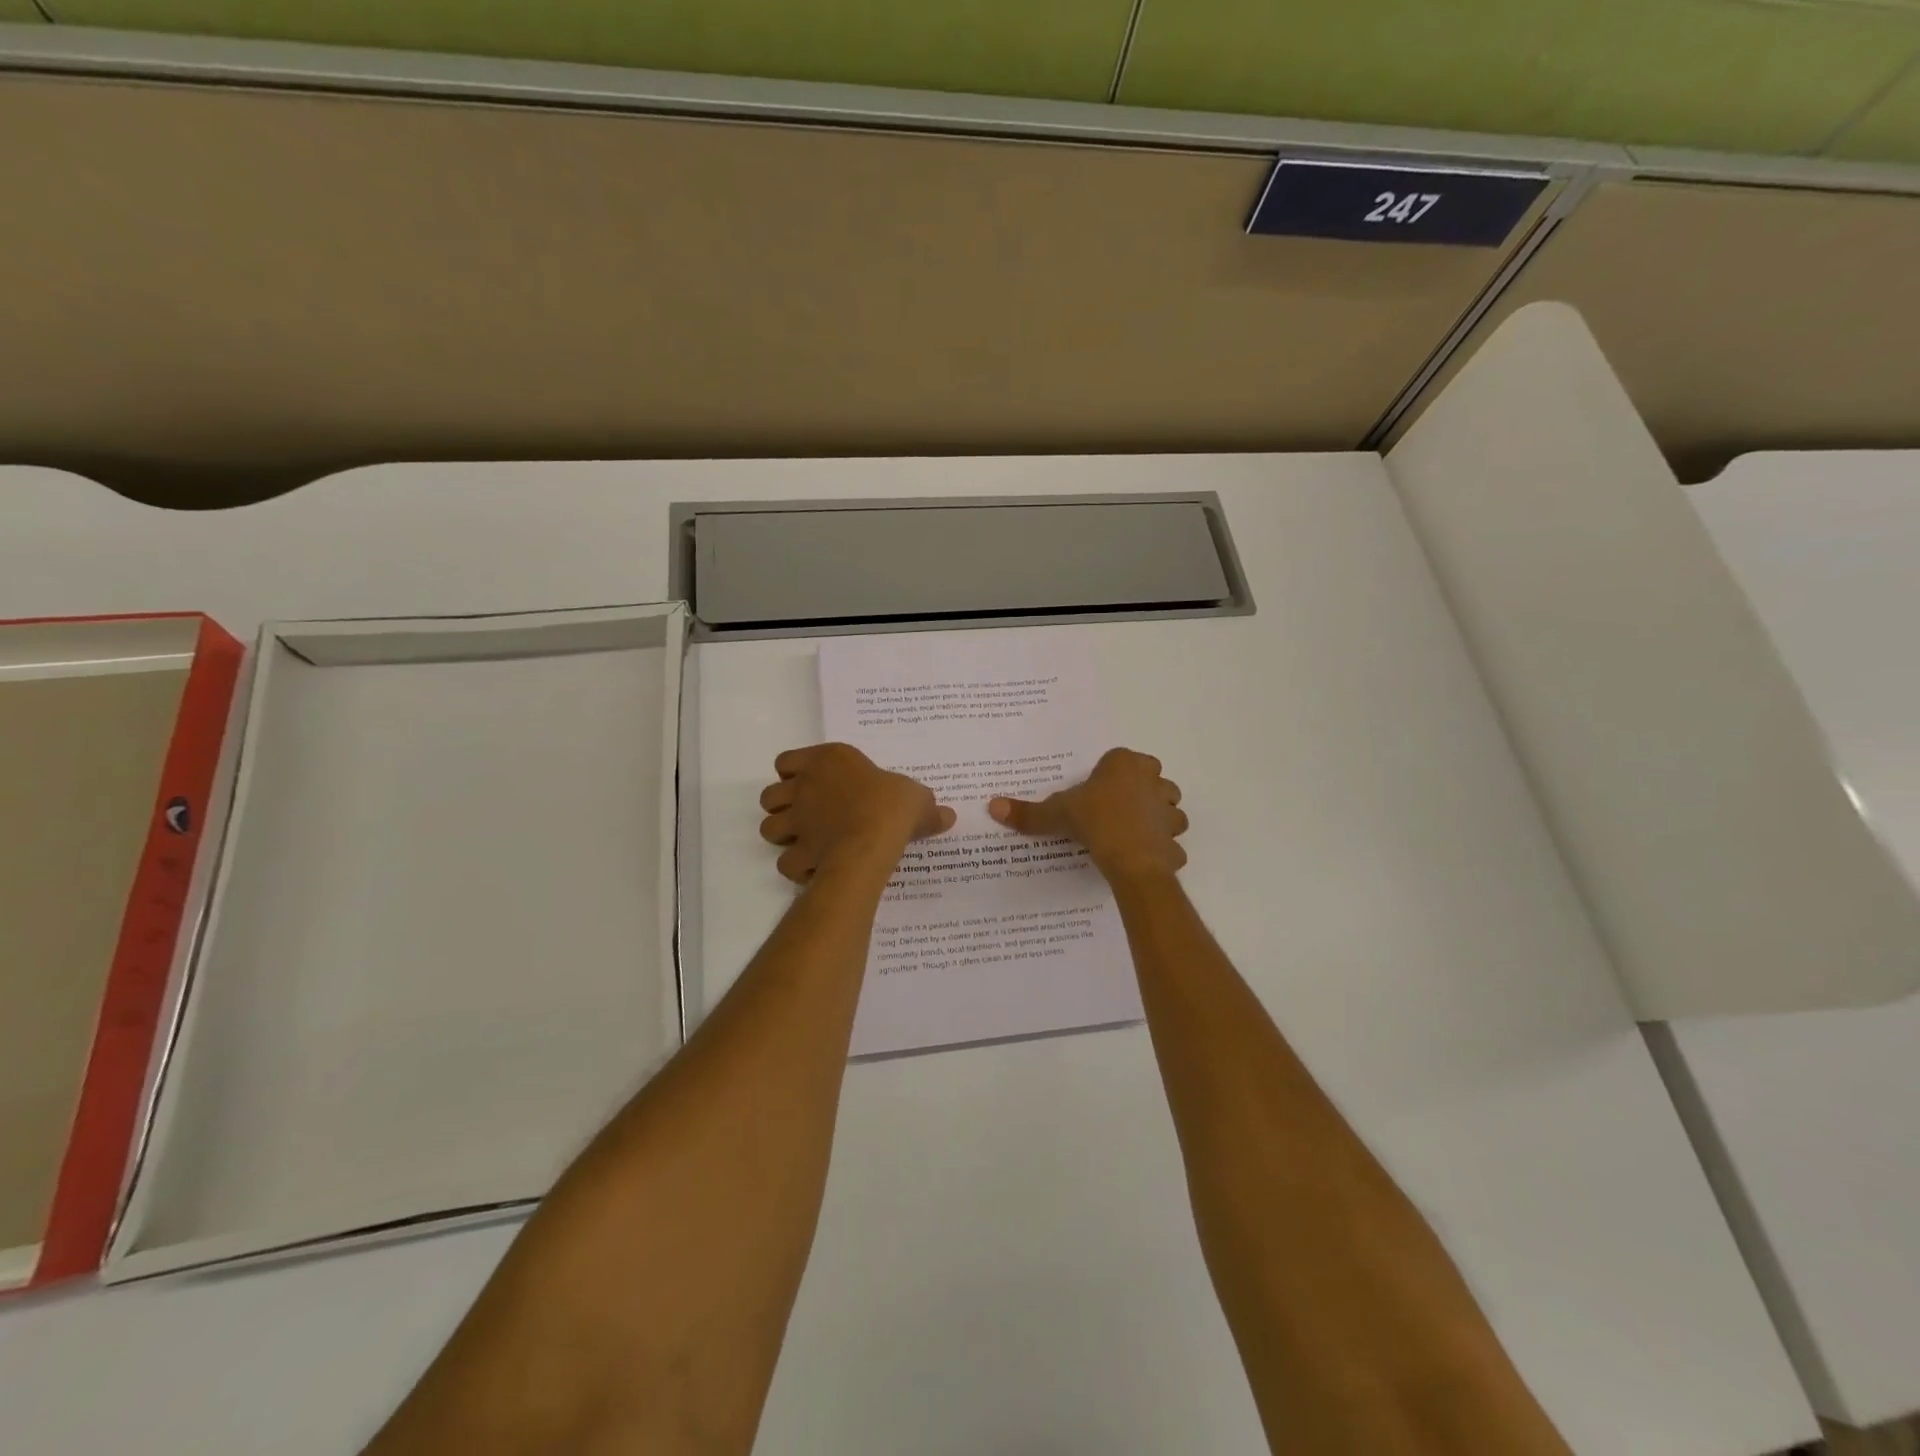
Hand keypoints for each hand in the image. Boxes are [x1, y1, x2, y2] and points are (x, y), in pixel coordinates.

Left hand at [759, 743, 954, 883]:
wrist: (873, 839)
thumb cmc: (892, 805)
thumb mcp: (917, 798)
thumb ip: (926, 807)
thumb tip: (948, 816)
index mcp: (829, 761)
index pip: (787, 761)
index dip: (793, 774)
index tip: (812, 784)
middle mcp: (804, 787)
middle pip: (770, 796)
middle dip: (783, 807)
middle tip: (807, 817)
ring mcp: (796, 821)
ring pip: (768, 828)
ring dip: (783, 836)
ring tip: (806, 843)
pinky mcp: (798, 853)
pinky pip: (785, 863)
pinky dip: (797, 868)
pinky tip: (814, 870)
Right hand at [988, 747, 1186, 882]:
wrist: (1130, 857)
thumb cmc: (1094, 821)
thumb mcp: (1056, 814)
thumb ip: (1028, 812)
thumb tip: (993, 806)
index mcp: (1124, 764)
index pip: (1121, 758)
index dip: (1110, 774)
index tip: (1097, 791)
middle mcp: (1152, 780)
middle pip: (1153, 779)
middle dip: (1142, 790)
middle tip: (1116, 809)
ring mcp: (1168, 810)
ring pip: (1170, 808)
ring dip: (1159, 817)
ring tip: (1135, 832)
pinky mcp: (1174, 838)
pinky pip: (1170, 841)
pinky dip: (1162, 848)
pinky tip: (1144, 857)